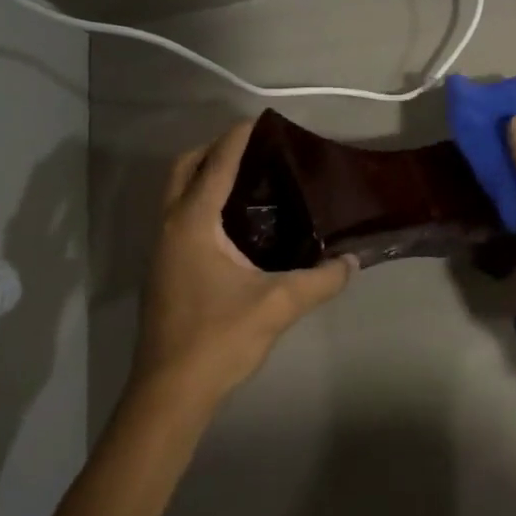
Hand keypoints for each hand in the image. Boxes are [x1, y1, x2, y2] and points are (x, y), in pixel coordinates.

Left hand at [130, 121, 355, 409]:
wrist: (169, 394)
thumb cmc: (219, 338)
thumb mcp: (279, 304)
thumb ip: (321, 279)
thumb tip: (353, 260)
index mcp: (192, 224)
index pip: (215, 165)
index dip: (237, 138)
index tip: (262, 120)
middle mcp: (170, 228)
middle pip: (184, 169)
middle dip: (213, 150)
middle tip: (254, 149)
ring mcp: (161, 251)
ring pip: (177, 194)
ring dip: (204, 176)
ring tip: (249, 179)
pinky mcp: (164, 271)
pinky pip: (180, 217)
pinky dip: (201, 203)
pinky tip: (236, 224)